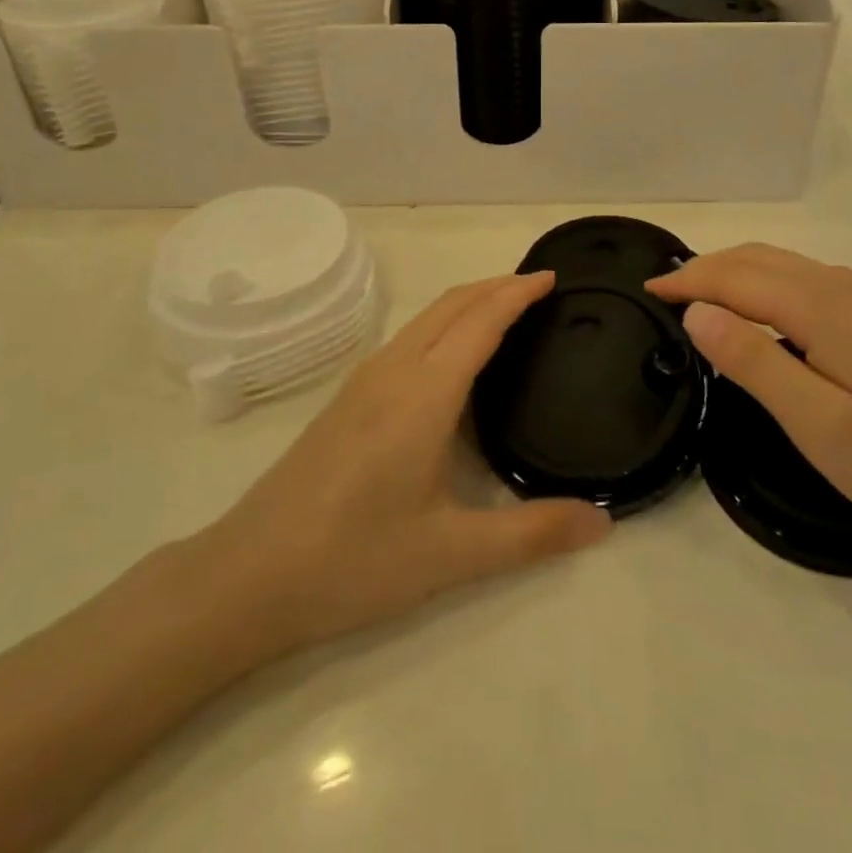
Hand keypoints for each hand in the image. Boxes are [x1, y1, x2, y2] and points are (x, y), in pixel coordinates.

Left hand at [187, 273, 611, 662]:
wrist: (248, 576)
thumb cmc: (355, 560)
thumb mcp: (452, 554)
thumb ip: (532, 535)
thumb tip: (603, 522)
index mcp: (425, 393)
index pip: (481, 321)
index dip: (518, 293)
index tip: (552, 277)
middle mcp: (393, 371)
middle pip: (450, 305)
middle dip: (495, 286)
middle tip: (538, 288)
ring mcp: (362, 381)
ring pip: (424, 319)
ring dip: (466, 302)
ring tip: (503, 313)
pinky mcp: (345, 399)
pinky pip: (406, 339)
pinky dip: (442, 325)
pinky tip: (449, 360)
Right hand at [649, 245, 851, 564]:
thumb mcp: (819, 424)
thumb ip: (754, 361)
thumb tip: (698, 311)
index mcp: (825, 308)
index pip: (738, 277)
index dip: (689, 281)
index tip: (647, 291)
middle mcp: (847, 289)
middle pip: (761, 259)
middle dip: (709, 269)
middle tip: (665, 294)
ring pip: (787, 267)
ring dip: (738, 273)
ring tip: (702, 300)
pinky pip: (810, 283)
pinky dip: (769, 286)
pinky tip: (763, 317)